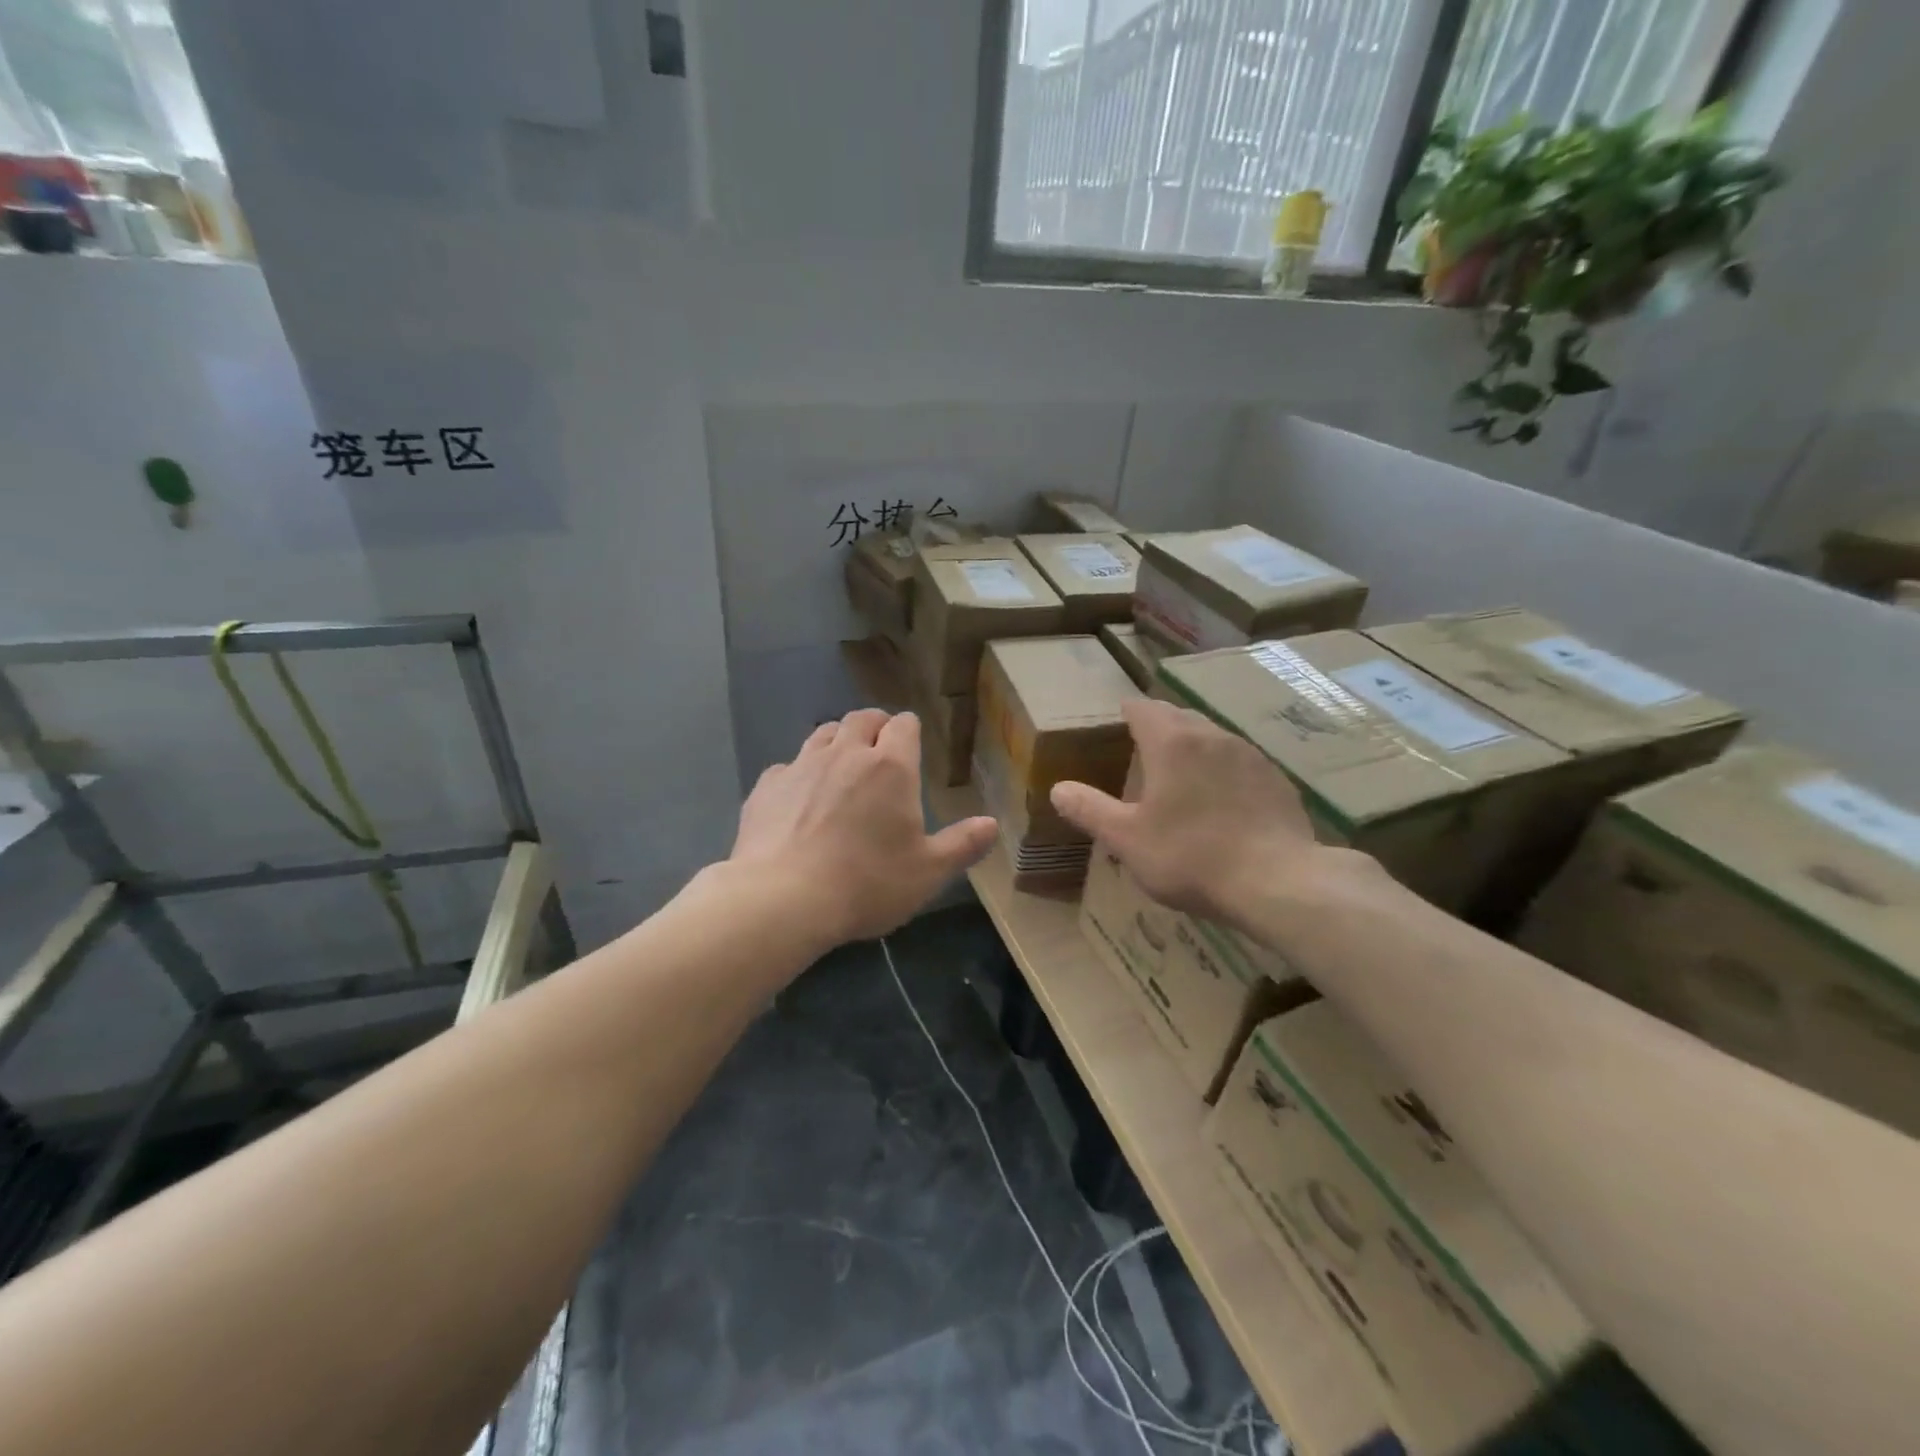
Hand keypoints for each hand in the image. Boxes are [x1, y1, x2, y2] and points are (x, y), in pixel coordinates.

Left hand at [732, 709, 998, 945]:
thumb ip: (962, 845)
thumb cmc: (866, 883)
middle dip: (875, 726)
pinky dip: (800, 773)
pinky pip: (788, 766)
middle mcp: (846, 754)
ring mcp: (801, 766)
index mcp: (891, 766)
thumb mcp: (928, 872)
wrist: (783, 899)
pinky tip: (800, 800)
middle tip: (880, 749)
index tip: (912, 745)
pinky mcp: (766, 786)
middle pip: (861, 718)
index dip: (909, 730)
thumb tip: (992, 824)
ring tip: (843, 767)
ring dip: (838, 741)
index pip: (904, 724)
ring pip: (823, 733)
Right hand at [1049, 698, 1355, 929]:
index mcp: (1172, 742)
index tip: (1116, 722)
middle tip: (1141, 750)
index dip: (1126, 713)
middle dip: (1158, 726)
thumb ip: (1090, 809)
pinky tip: (1220, 801)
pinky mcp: (1276, 779)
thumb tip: (1058, 788)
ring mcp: (1250, 755)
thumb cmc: (1191, 856)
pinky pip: (1239, 761)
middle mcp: (1212, 736)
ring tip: (1179, 775)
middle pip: (1179, 717)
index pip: (1142, 708)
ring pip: (1212, 737)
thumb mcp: (1128, 839)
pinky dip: (1221, 770)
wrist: (1278, 881)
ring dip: (1192, 747)